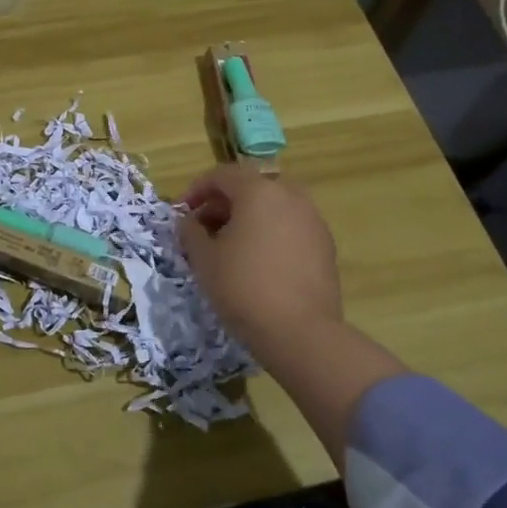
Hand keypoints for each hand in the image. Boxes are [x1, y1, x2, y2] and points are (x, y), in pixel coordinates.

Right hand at [176, 165, 342, 360]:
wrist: (301, 332)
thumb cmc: (243, 287)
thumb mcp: (203, 259)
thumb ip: (190, 232)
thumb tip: (188, 221)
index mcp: (259, 191)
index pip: (222, 175)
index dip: (196, 190)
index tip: (181, 213)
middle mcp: (290, 196)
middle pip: (250, 188)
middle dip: (223, 205)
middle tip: (203, 230)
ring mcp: (313, 220)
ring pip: (272, 208)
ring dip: (247, 219)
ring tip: (229, 248)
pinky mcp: (325, 246)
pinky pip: (290, 228)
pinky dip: (269, 234)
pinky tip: (257, 263)